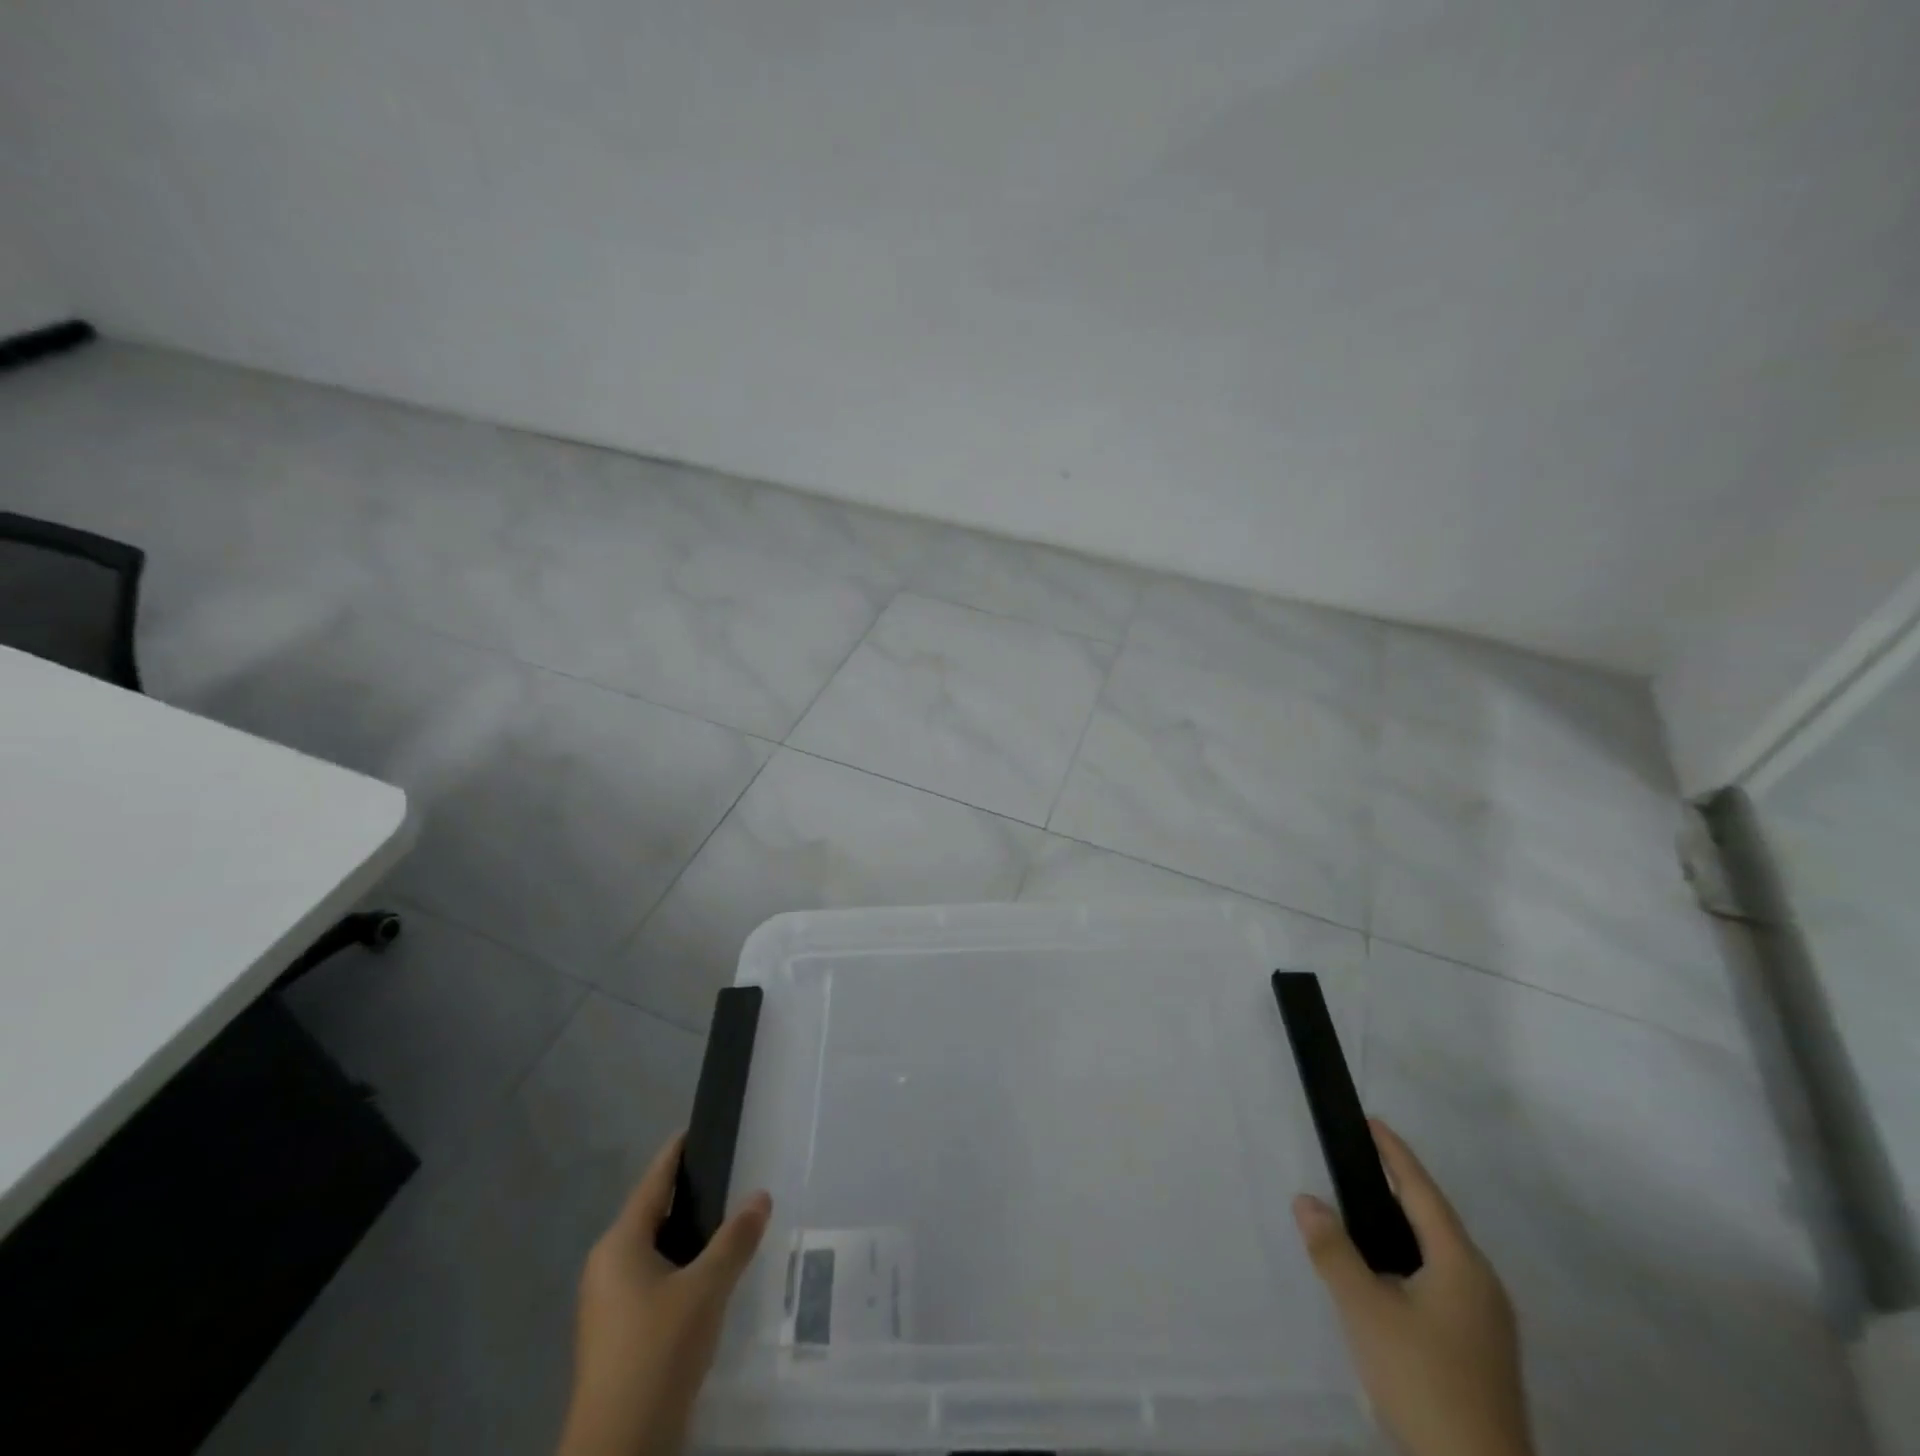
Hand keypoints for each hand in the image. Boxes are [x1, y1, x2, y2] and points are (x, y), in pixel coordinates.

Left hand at [557, 1133, 772, 1455]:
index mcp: (619, 1244)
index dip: (677, 1152)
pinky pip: (653, 1279)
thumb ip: (735, 1239)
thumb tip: (761, 1196)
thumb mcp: (707, 1289)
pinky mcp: (617, 1333)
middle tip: (731, 1173)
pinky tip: (709, 1275)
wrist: (619, 1451)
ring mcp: (608, 1303)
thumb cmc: (657, 1352)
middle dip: (690, 1194)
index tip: (699, 1126)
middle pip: (653, 1213)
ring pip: (654, 1250)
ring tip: (729, 1220)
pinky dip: (681, 1266)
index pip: (653, 1181)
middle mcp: (606, 1265)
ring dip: (688, 1235)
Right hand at [1294, 1119, 1531, 1455]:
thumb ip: (1333, 1251)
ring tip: (1366, 1209)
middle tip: (1361, 1159)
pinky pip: (1444, 1280)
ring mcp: (1488, 1321)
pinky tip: (1390, 1274)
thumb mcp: (1366, 1311)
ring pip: (1441, 1254)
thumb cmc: (1423, 1380)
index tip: (1371, 1122)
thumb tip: (1306, 1199)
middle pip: (1436, 1219)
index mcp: (1462, 1265)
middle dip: (1400, 1186)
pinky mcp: (1483, 1350)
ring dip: (1406, 1224)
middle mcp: (1483, 1285)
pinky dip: (1413, 1258)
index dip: (1395, 1154)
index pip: (1423, 1191)